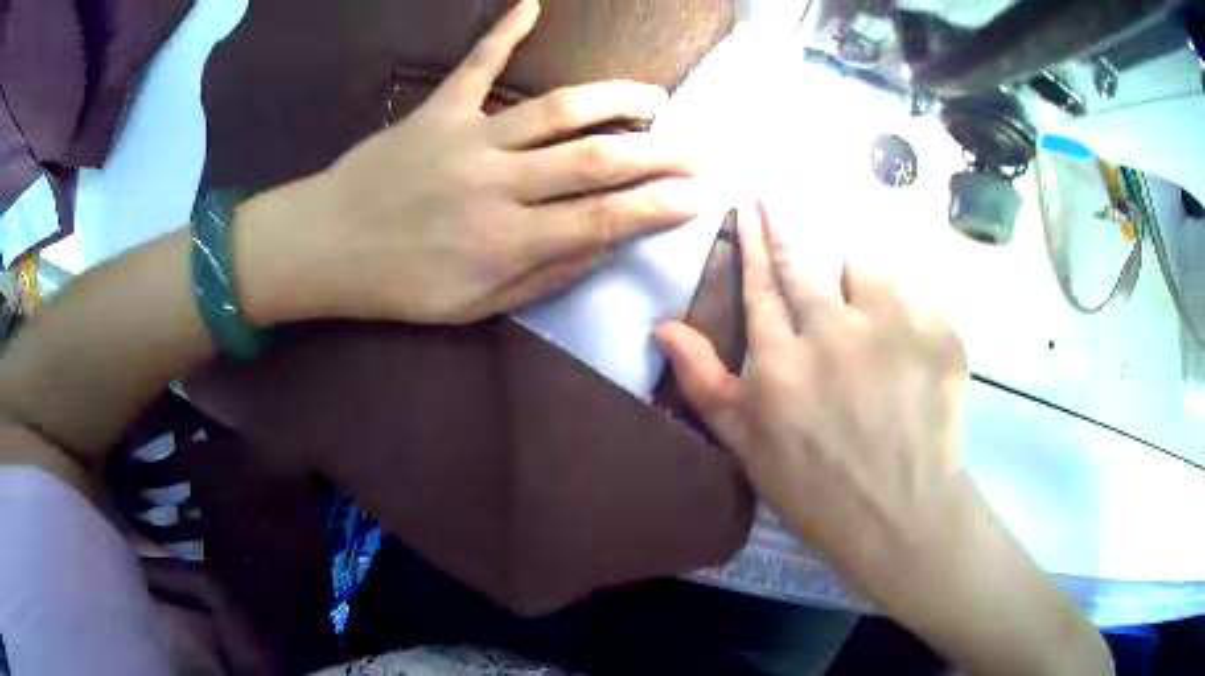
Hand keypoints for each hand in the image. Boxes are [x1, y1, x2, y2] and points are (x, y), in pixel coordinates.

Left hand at [238, 0, 702, 325]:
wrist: (324, 247)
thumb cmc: (398, 286)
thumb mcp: (473, 306)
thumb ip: (542, 277)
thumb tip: (603, 247)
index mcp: (507, 241)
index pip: (603, 220)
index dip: (657, 206)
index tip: (699, 196)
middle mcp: (498, 185)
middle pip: (595, 161)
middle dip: (656, 154)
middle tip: (696, 149)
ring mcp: (467, 138)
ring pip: (557, 109)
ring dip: (614, 99)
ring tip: (653, 100)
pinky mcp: (437, 110)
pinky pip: (477, 64)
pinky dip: (506, 31)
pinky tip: (532, 3)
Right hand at [655, 200, 969, 575]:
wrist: (902, 514)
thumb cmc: (818, 487)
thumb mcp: (747, 446)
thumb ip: (704, 381)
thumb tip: (663, 325)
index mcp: (781, 363)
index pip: (760, 281)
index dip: (752, 240)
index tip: (748, 206)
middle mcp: (834, 331)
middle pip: (804, 255)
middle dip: (785, 217)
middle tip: (775, 191)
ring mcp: (894, 326)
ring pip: (864, 262)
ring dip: (853, 270)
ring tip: (858, 301)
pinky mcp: (939, 331)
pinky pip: (913, 290)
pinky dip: (902, 298)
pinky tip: (901, 332)